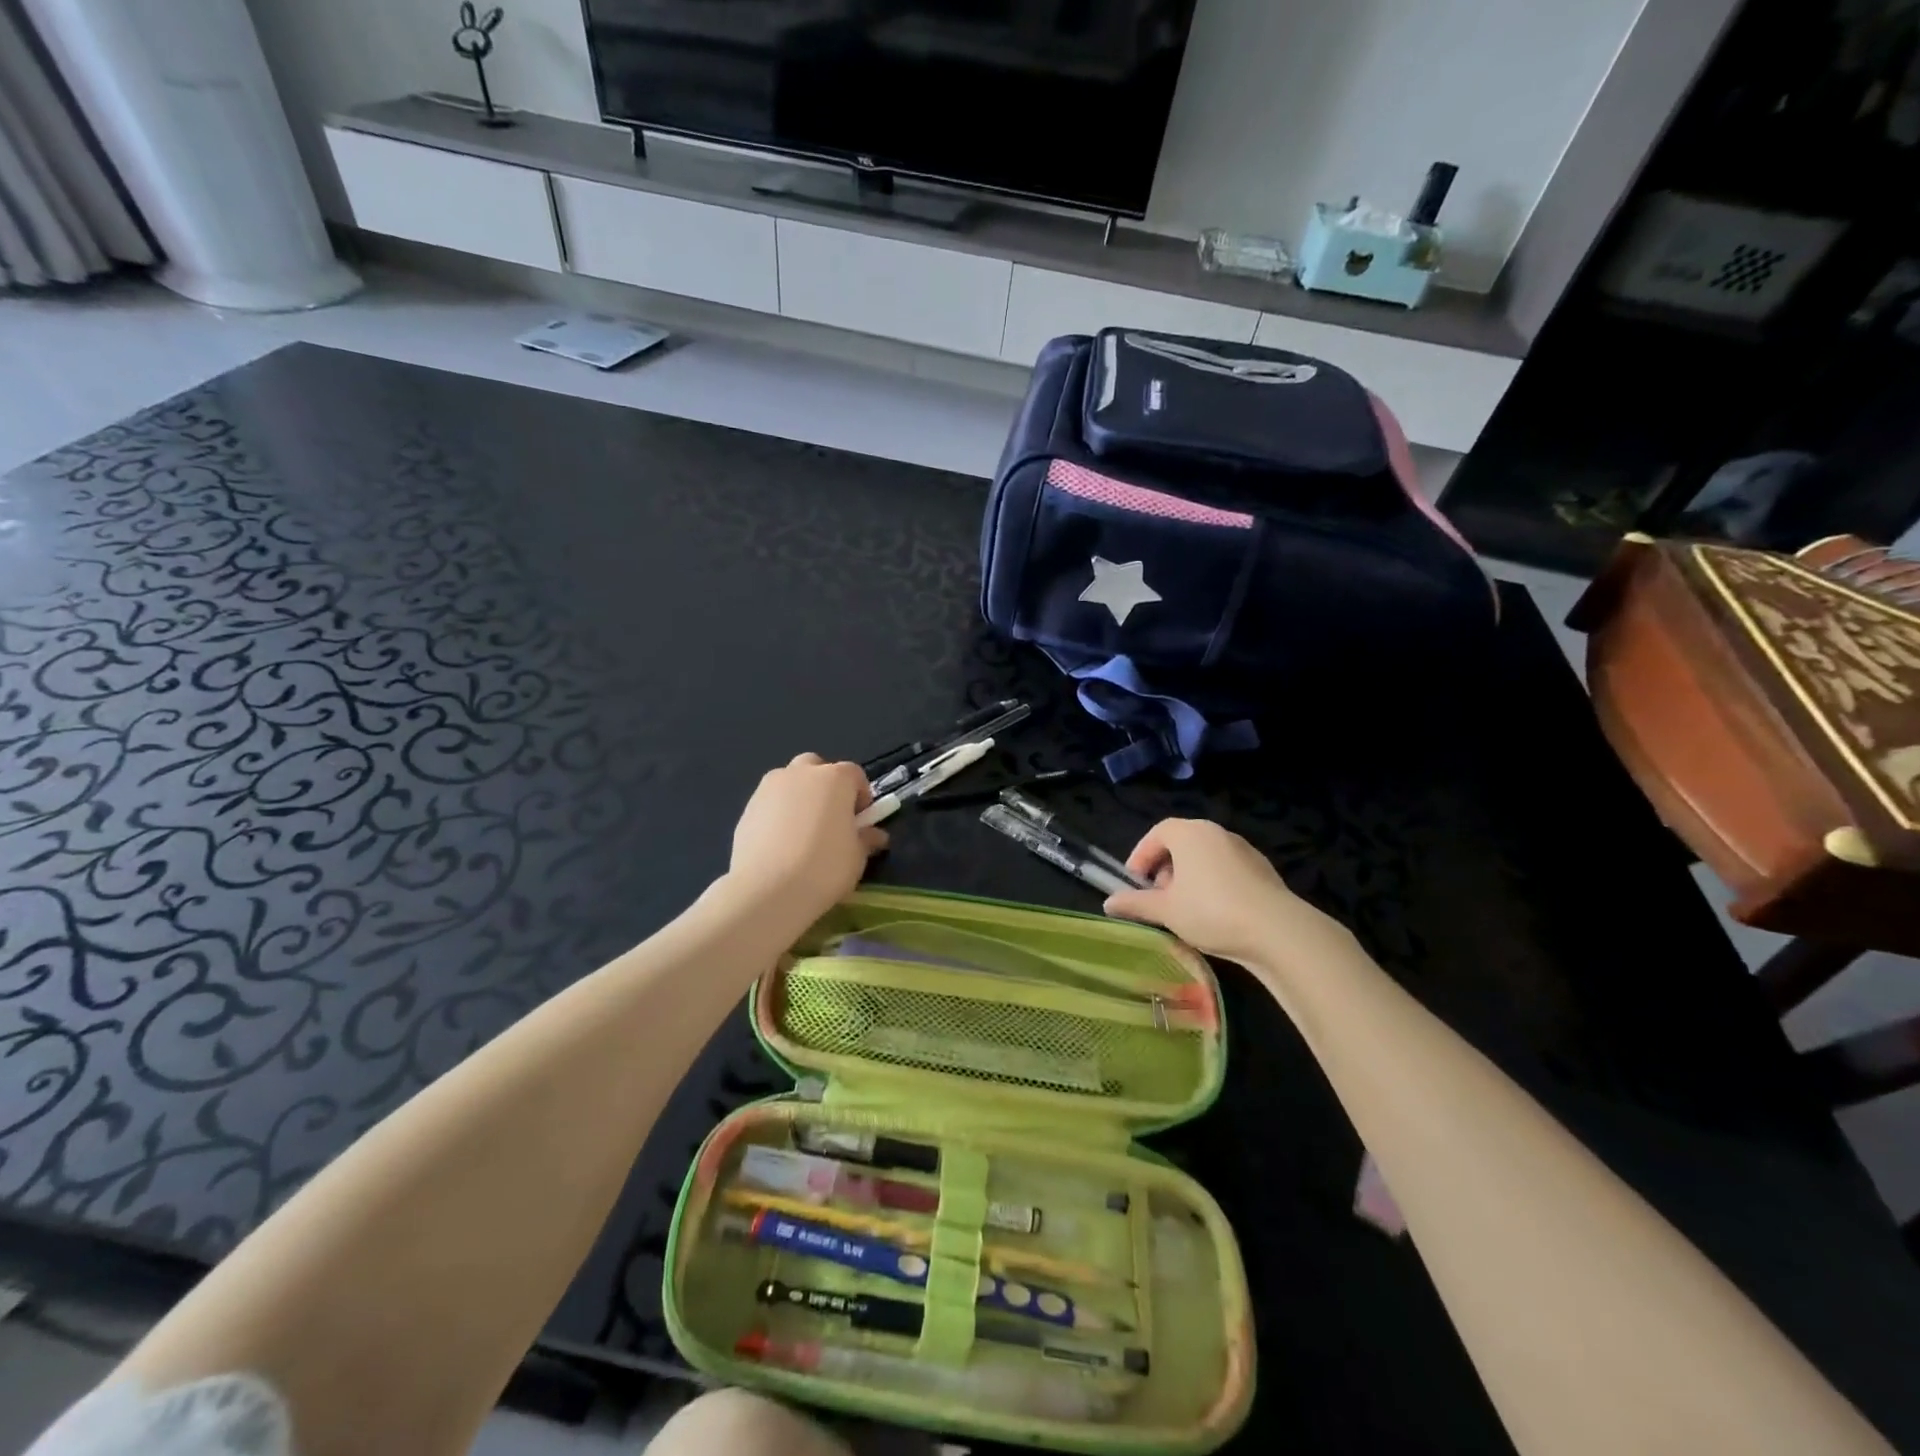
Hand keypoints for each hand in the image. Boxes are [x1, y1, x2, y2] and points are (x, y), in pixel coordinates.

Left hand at [722, 753, 887, 928]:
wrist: (767, 890)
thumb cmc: (824, 868)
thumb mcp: (857, 857)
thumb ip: (866, 839)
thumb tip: (874, 835)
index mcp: (834, 778)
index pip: (855, 774)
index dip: (861, 796)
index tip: (861, 821)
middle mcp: (801, 773)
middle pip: (817, 768)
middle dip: (826, 786)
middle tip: (831, 819)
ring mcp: (769, 788)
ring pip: (789, 782)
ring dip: (800, 797)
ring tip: (802, 833)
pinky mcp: (747, 808)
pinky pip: (770, 803)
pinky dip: (778, 814)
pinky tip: (780, 845)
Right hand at [1103, 818, 1350, 974]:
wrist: (1276, 930)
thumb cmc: (1210, 911)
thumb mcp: (1165, 910)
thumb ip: (1135, 903)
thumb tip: (1108, 903)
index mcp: (1189, 833)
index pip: (1157, 833)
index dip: (1141, 856)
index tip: (1134, 882)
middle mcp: (1216, 833)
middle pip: (1181, 843)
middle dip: (1165, 868)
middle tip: (1157, 897)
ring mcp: (1243, 849)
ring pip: (1205, 857)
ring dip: (1189, 877)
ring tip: (1184, 909)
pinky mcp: (1262, 870)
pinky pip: (1226, 870)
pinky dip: (1213, 884)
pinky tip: (1214, 914)